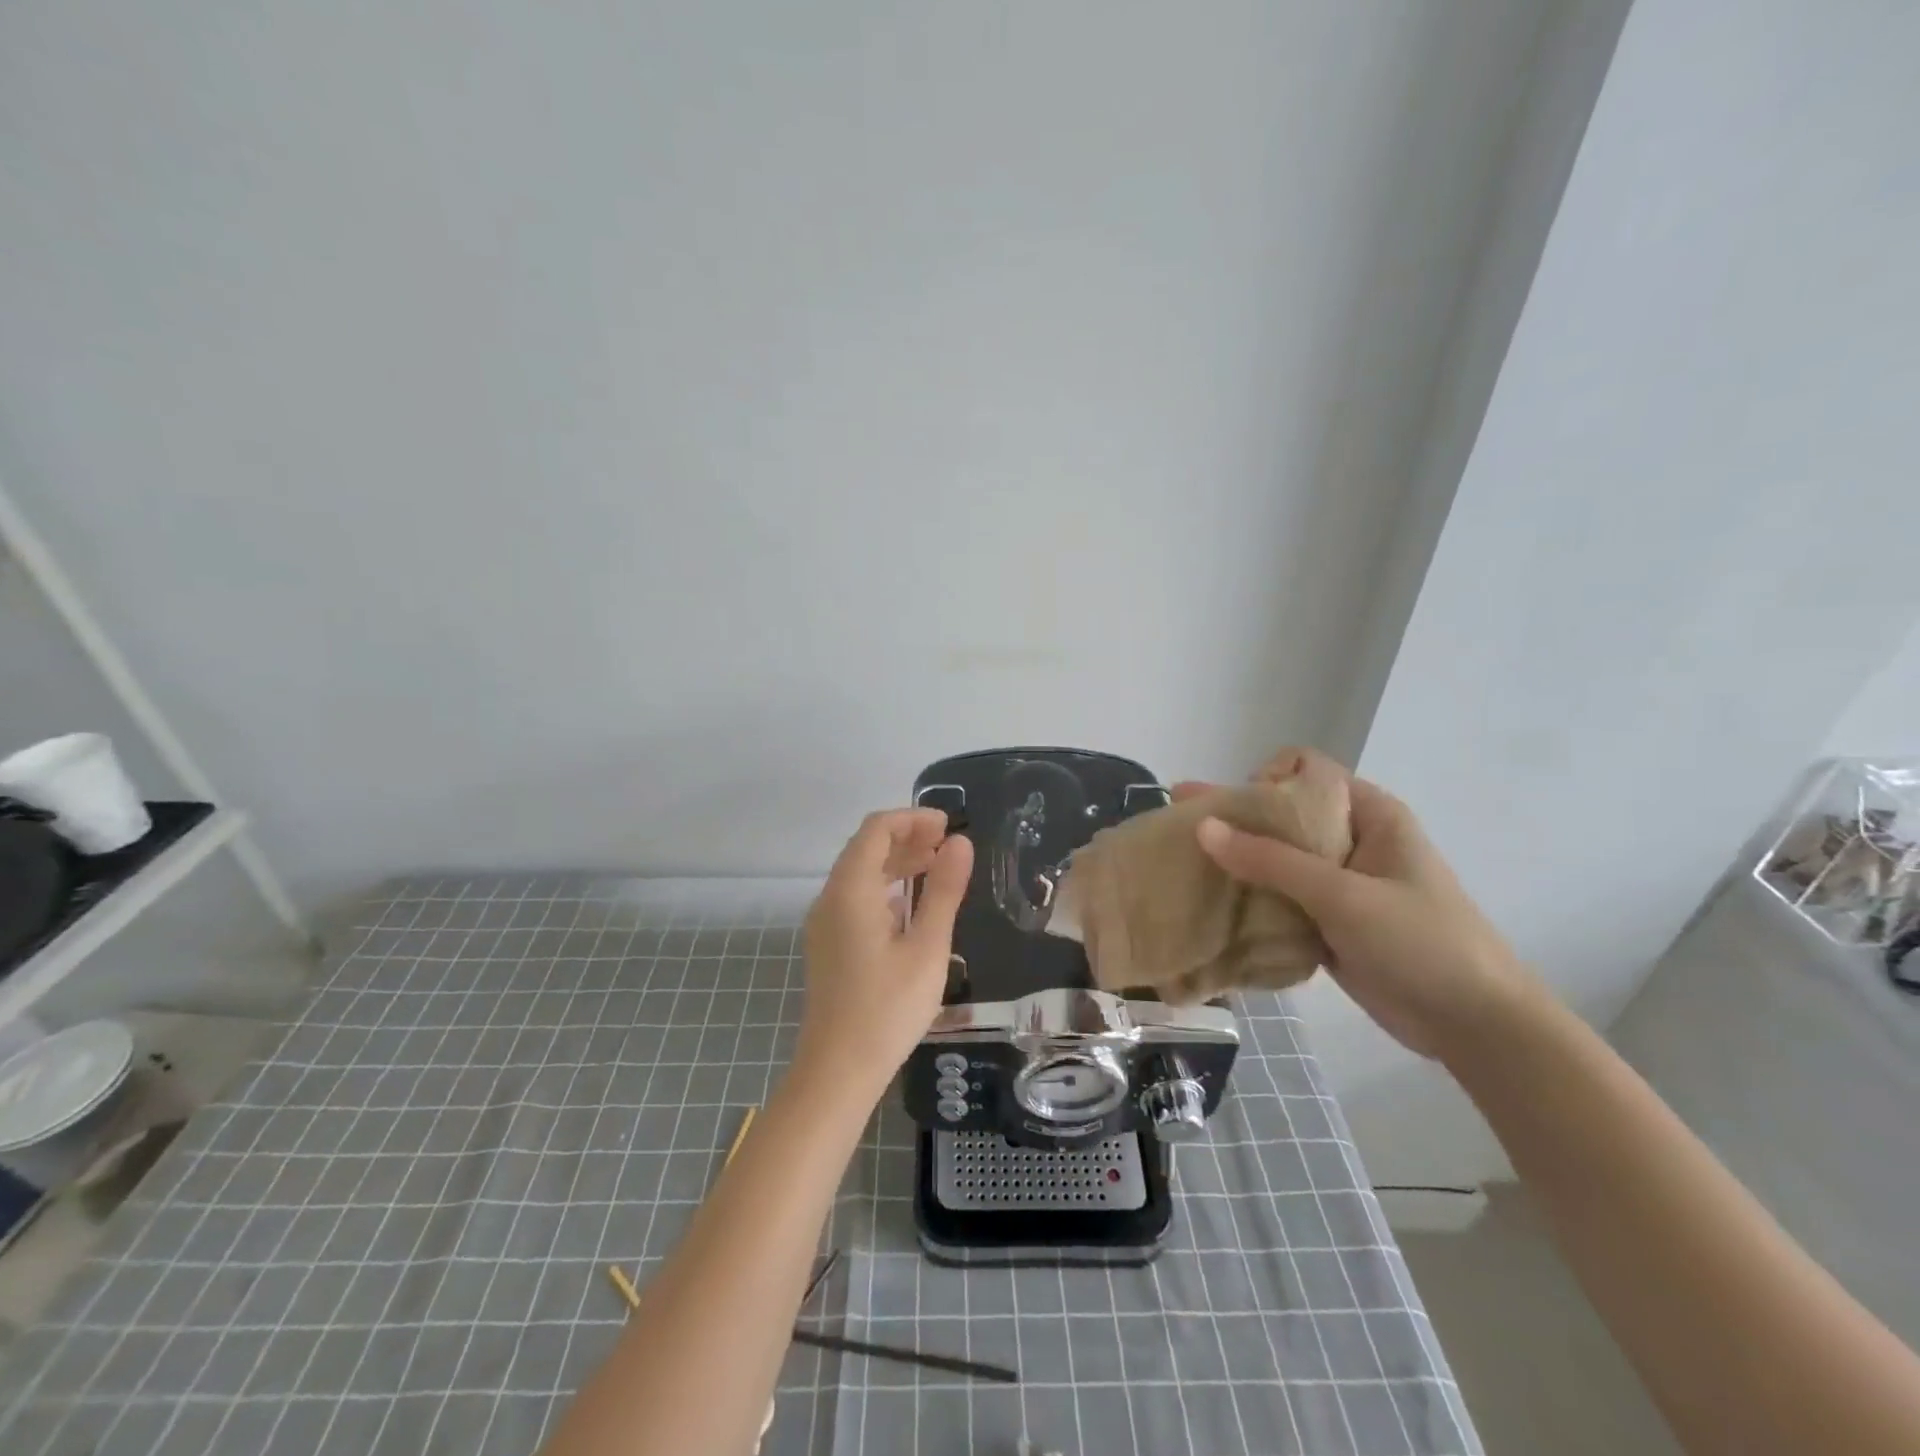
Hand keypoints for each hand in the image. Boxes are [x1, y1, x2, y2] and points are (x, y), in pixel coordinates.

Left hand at [794, 809, 973, 1095]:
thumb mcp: (927, 947)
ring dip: (897, 862)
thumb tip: (960, 843)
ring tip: (938, 866)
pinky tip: (911, 904)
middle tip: (950, 845)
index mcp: (850, 890)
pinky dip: (885, 887)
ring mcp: (825, 922)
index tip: (949, 826)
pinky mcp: (828, 944)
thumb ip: (943, 890)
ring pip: (860, 873)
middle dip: (907, 837)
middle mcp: (830, 898)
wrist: (837, 1071)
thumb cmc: (888, 1008)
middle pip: (866, 847)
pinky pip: (855, 897)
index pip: (877, 829)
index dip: (913, 818)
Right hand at [1180, 758, 1538, 1058]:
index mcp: (1369, 815)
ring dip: (1235, 862)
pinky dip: (1248, 898)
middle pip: (1283, 814)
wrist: (1476, 1026)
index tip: (1239, 810)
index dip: (1267, 779)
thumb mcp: (1344, 896)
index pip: (1306, 771)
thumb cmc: (1422, 943)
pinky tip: (1209, 903)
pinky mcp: (1327, 921)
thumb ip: (1271, 861)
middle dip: (1233, 819)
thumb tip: (1203, 827)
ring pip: (1276, 858)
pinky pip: (1279, 897)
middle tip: (1178, 826)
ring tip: (1182, 866)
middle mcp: (1351, 840)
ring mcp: (1338, 883)